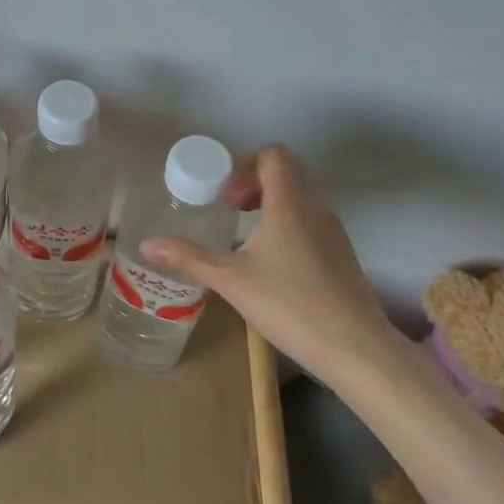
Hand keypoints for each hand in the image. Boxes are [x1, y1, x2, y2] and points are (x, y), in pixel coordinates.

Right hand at [140, 145, 399, 380]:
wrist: (355, 347)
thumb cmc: (289, 304)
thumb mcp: (231, 281)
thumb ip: (189, 258)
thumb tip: (147, 244)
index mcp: (290, 203)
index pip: (274, 155)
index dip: (245, 166)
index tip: (227, 199)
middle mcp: (316, 208)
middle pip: (288, 172)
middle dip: (256, 183)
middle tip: (232, 211)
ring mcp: (334, 231)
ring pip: (303, 197)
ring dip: (273, 204)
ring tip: (249, 238)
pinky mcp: (343, 254)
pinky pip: (313, 220)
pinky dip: (290, 225)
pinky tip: (274, 264)